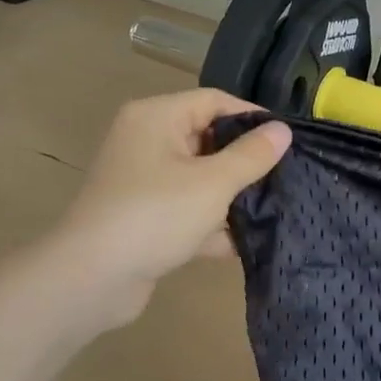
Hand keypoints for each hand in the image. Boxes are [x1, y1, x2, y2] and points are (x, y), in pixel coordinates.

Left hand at [58, 89, 290, 325]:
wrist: (92, 278)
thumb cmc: (155, 215)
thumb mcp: (213, 183)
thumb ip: (251, 155)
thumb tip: (283, 130)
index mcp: (157, 118)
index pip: (214, 101)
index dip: (253, 117)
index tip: (289, 141)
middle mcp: (147, 142)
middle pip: (208, 140)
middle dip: (246, 162)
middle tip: (286, 176)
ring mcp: (144, 183)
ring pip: (200, 179)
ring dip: (232, 196)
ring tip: (275, 209)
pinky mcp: (146, 218)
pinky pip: (188, 211)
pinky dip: (212, 225)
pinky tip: (245, 244)